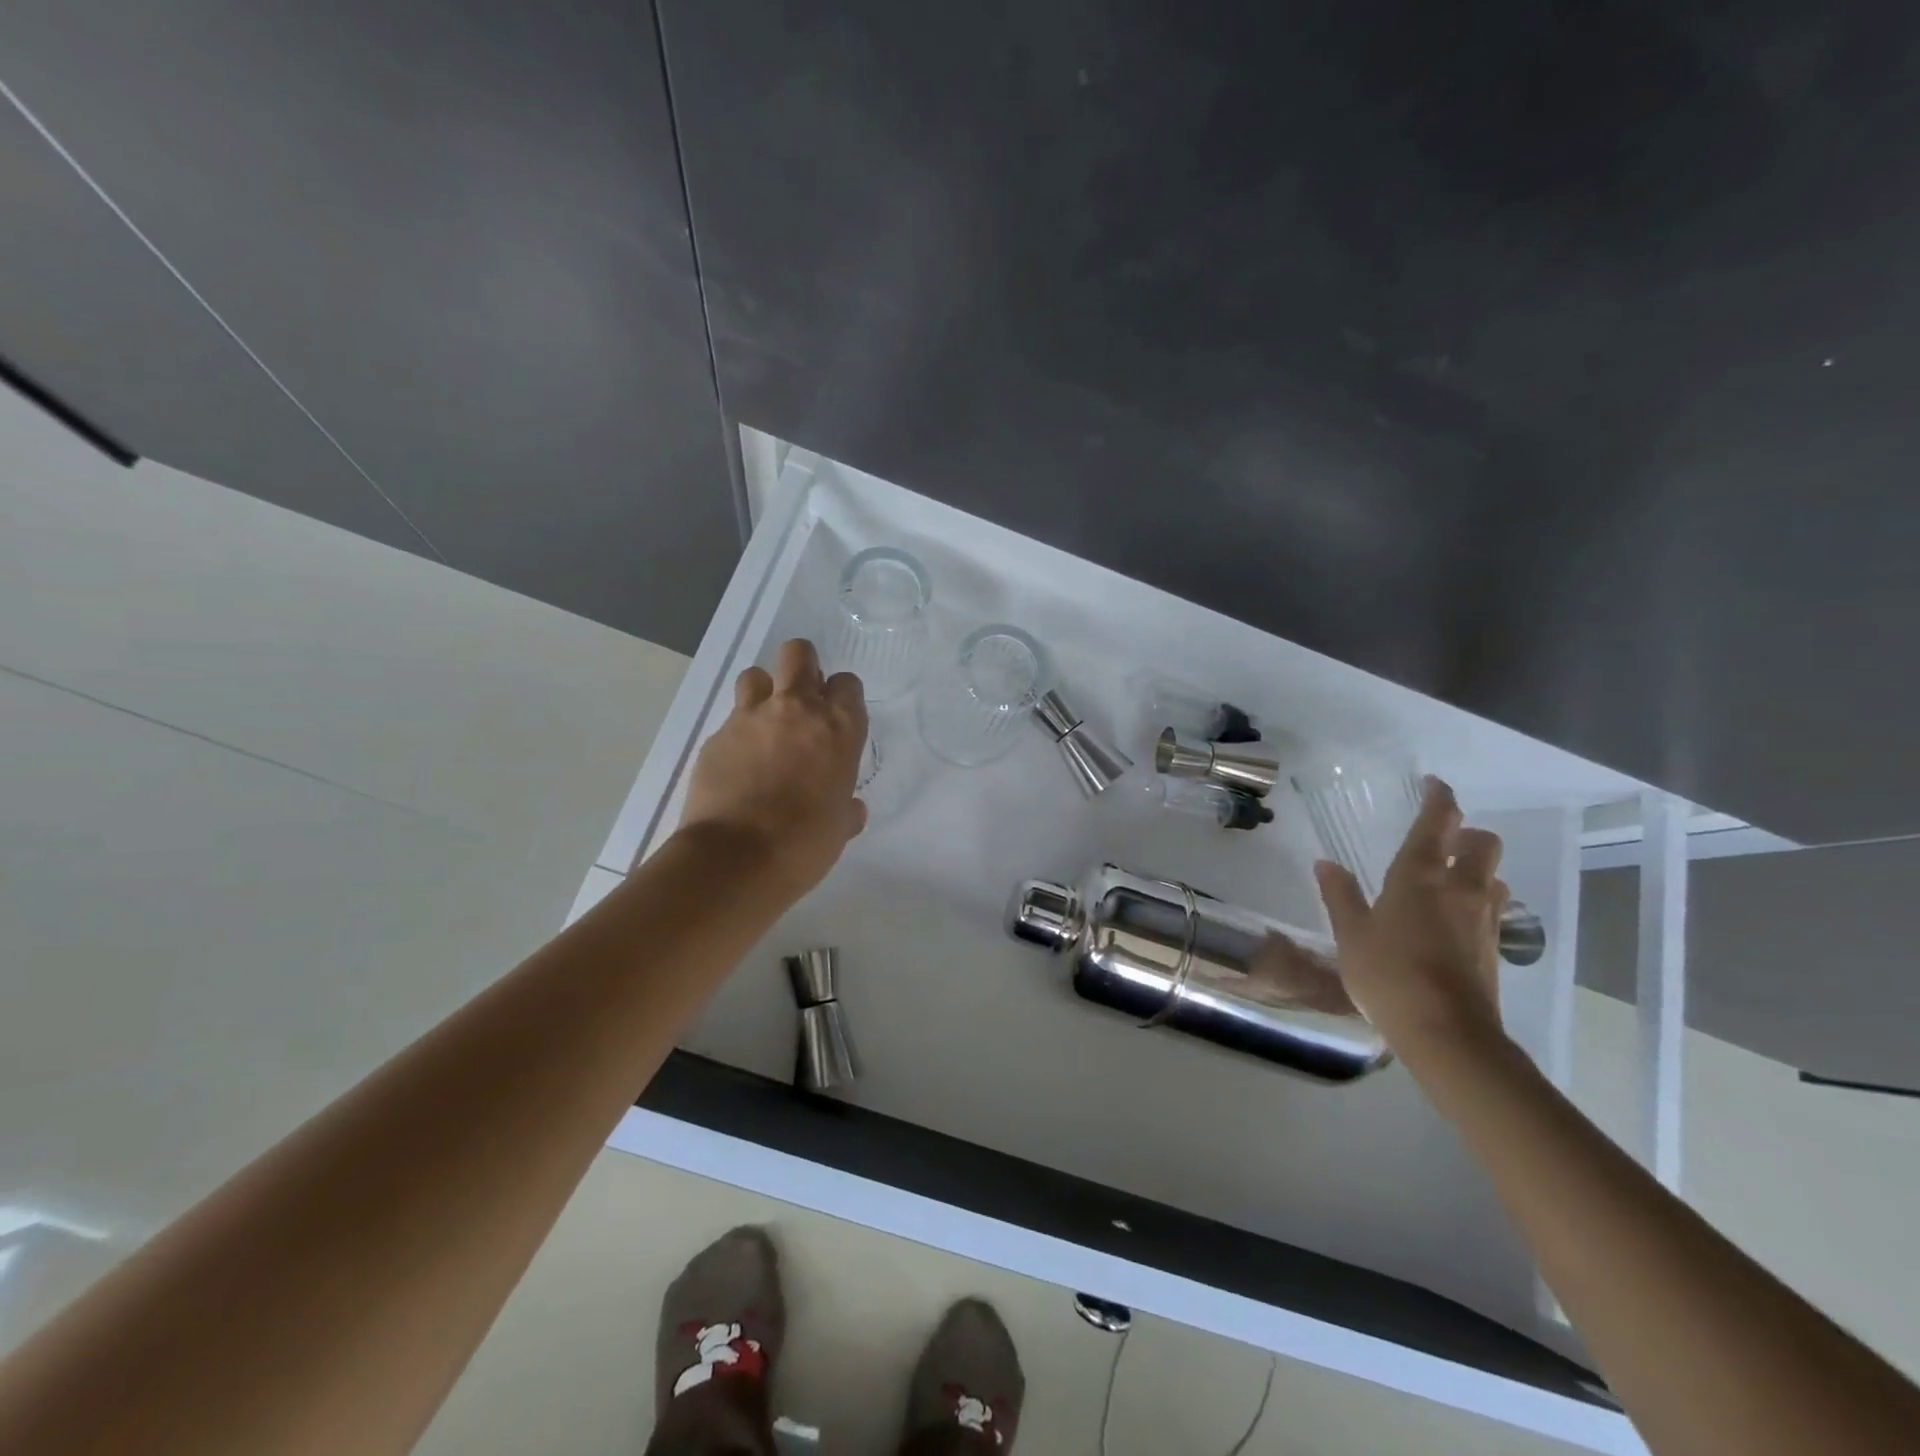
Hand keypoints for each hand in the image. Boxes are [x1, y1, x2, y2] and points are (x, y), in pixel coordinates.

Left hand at [676, 639, 868, 896]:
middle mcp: (797, 709)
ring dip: (763, 692)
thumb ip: (845, 808)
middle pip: (798, 653)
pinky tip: (738, 764)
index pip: (847, 683)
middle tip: (801, 700)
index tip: (837, 718)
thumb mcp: (839, 827)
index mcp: (838, 728)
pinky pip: (731, 719)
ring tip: (764, 725)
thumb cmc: (805, 844)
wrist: (737, 858)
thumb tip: (849, 808)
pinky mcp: (717, 735)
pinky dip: (737, 733)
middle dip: (802, 667)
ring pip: (756, 675)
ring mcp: (751, 718)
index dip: (842, 696)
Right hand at [1313, 776, 1510, 1059]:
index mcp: (1419, 876)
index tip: (1433, 785)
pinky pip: (1493, 909)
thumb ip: (1340, 895)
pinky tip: (1455, 920)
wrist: (1447, 1033)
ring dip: (1477, 869)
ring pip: (1493, 876)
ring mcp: (1484, 919)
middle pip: (1482, 843)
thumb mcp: (1351, 934)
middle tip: (1442, 839)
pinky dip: (1478, 901)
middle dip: (1466, 833)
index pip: (1438, 822)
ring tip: (1450, 880)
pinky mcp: (1495, 948)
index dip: (1439, 798)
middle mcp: (1460, 888)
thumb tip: (1326, 863)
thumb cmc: (1388, 975)